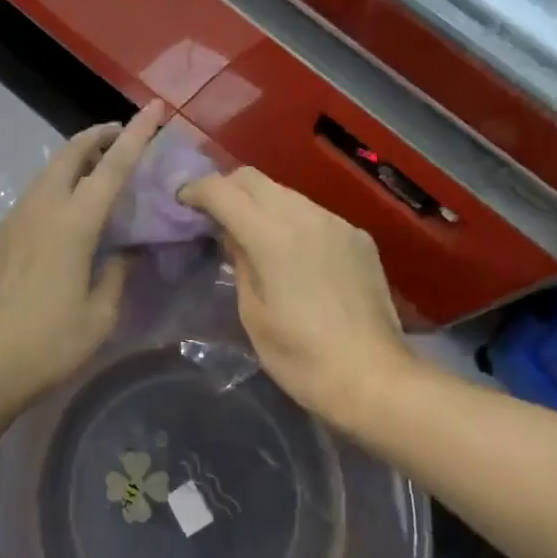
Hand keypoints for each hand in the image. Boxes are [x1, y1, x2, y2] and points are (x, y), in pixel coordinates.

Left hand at [0, 101, 164, 407]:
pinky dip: (50, 198)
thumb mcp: (99, 316)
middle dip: (96, 136)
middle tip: (117, 136)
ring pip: (44, 177)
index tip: (153, 108)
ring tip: (92, 178)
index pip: (113, 166)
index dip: (137, 135)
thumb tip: (125, 252)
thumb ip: (117, 274)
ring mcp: (9, 222)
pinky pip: (27, 206)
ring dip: (71, 166)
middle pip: (69, 154)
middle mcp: (39, 209)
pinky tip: (55, 231)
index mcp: (73, 223)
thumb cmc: (48, 343)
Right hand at [180, 167, 416, 424]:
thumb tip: (231, 234)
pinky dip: (291, 220)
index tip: (182, 203)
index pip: (222, 190)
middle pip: (253, 178)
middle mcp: (305, 215)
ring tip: (251, 234)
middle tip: (212, 215)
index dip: (196, 190)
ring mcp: (336, 223)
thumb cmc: (301, 357)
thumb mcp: (252, 313)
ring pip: (285, 193)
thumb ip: (239, 262)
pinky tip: (292, 254)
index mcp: (272, 236)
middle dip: (226, 188)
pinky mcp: (358, 237)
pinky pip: (314, 213)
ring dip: (260, 203)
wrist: (375, 379)